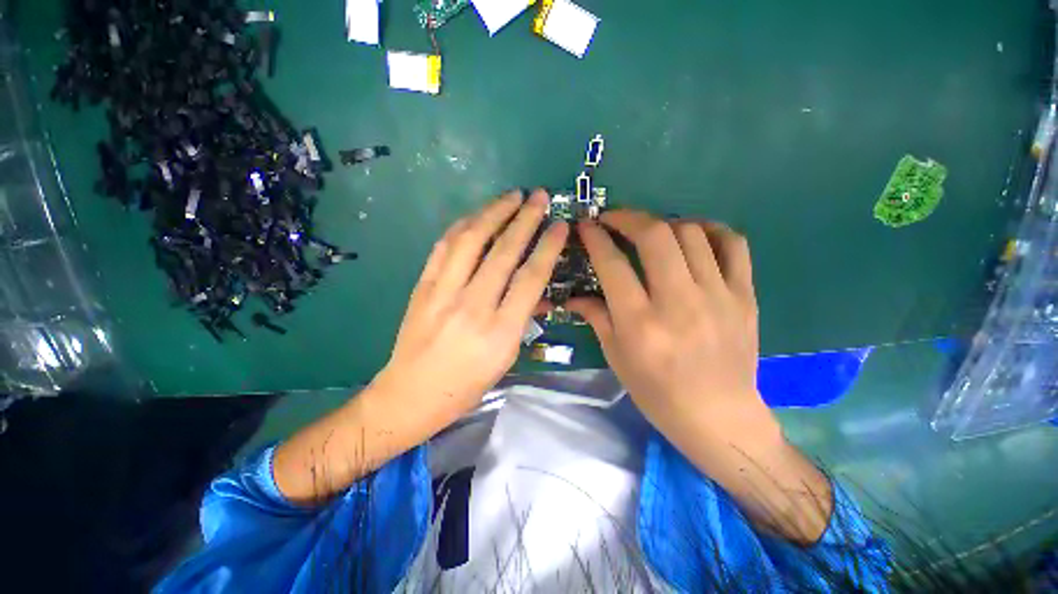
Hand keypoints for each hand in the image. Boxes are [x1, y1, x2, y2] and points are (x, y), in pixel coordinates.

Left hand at [372, 189, 567, 433]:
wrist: (410, 395)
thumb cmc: (466, 385)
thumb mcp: (506, 359)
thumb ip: (523, 319)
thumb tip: (539, 290)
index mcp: (500, 331)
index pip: (530, 278)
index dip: (548, 247)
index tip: (560, 225)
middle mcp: (472, 306)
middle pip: (503, 251)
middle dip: (525, 218)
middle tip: (539, 196)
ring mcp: (442, 293)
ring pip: (471, 240)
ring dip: (493, 212)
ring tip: (510, 196)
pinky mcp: (422, 287)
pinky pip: (444, 246)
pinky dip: (463, 225)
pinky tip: (477, 215)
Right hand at [567, 211, 776, 452]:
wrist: (718, 416)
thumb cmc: (657, 391)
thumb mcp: (616, 357)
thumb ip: (596, 317)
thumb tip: (573, 294)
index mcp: (641, 323)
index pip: (613, 265)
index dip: (596, 238)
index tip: (587, 225)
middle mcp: (678, 302)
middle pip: (655, 236)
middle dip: (628, 217)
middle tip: (613, 218)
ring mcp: (717, 296)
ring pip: (691, 233)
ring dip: (663, 223)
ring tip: (650, 231)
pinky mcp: (744, 296)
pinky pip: (732, 244)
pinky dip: (710, 229)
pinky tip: (692, 235)